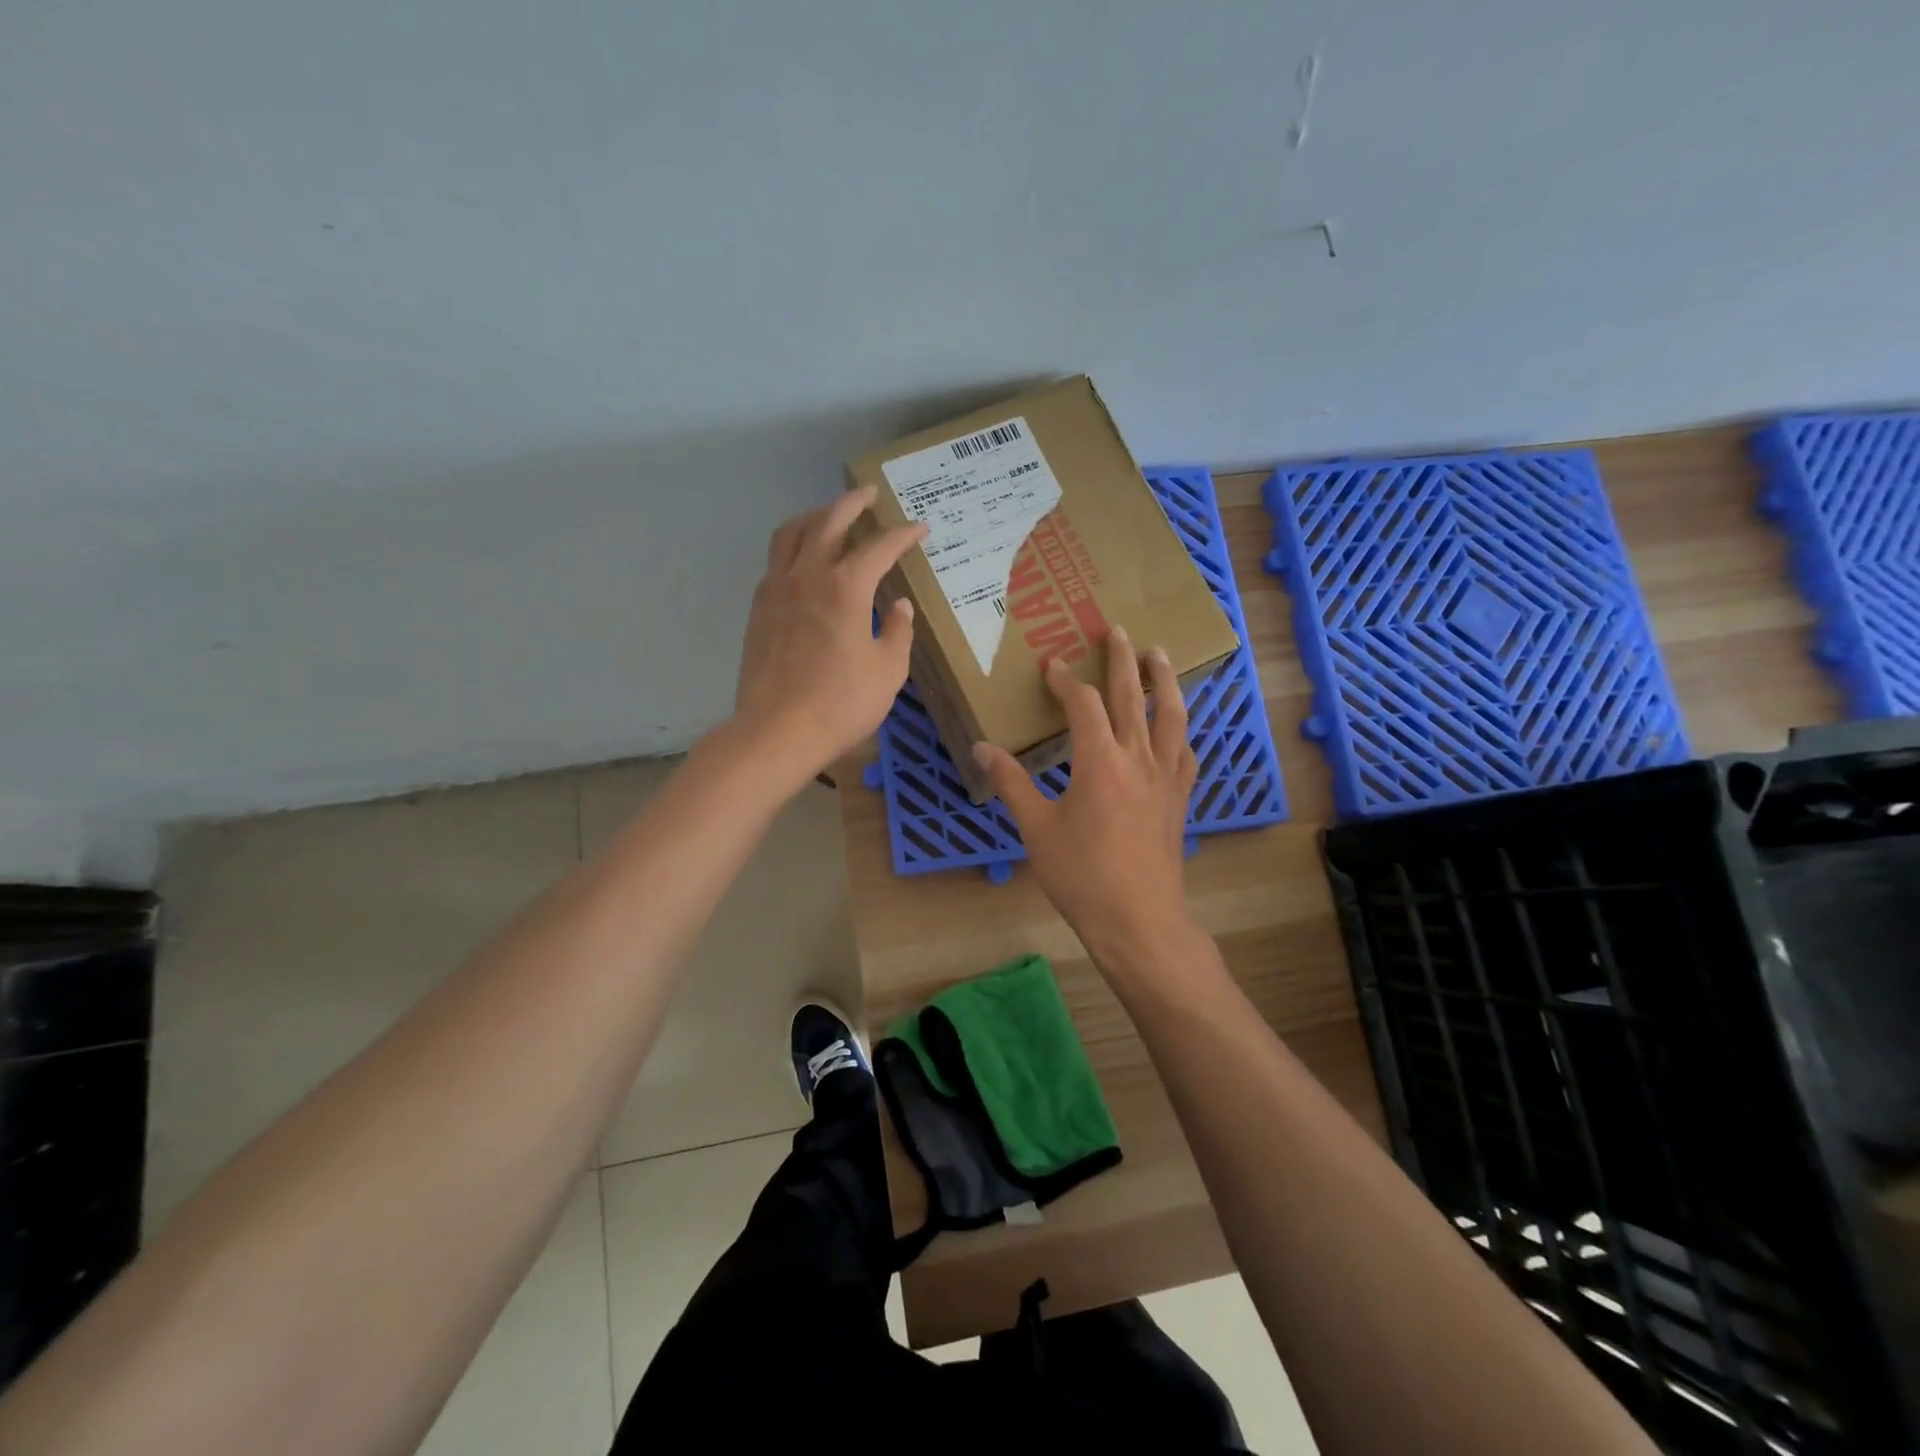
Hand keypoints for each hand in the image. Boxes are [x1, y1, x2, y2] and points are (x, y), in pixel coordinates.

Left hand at [730, 485, 927, 782]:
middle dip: (853, 503)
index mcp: (846, 587)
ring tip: (829, 516)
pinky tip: (803, 562)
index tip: (920, 529)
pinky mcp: (759, 609)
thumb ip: (897, 632)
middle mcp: (808, 575)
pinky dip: (793, 548)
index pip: (880, 547)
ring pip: (792, 533)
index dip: (903, 535)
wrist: (777, 731)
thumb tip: (898, 606)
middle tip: (870, 494)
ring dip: (814, 516)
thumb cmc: (841, 703)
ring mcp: (777, 589)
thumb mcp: (887, 671)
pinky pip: (775, 562)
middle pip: (829, 521)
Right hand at [973, 626, 1199, 963]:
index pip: (1084, 704)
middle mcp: (1138, 758)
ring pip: (1170, 716)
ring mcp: (1166, 778)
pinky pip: (1185, 752)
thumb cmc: (1081, 876)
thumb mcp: (1036, 829)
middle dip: (1122, 660)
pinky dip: (1181, 730)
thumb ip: (1012, 784)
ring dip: (1163, 681)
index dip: (1066, 680)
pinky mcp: (1180, 799)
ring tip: (1160, 656)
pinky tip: (1179, 726)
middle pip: (1132, 697)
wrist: (1138, 921)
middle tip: (1118, 630)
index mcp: (1099, 761)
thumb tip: (982, 748)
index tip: (1051, 664)